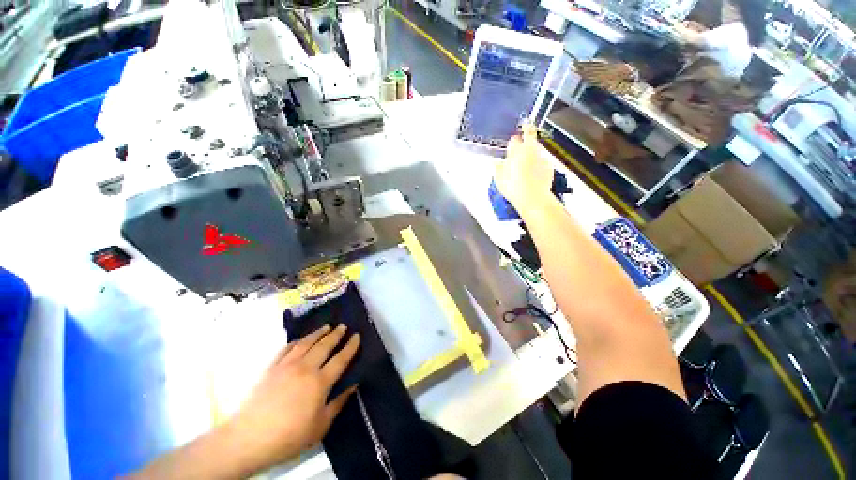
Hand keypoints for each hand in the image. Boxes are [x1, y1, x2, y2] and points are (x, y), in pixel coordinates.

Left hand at [225, 324, 360, 469]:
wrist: (248, 438)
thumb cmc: (289, 436)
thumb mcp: (320, 426)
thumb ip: (338, 403)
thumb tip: (354, 385)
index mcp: (320, 382)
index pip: (341, 359)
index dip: (350, 346)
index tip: (357, 336)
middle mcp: (306, 368)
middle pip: (324, 345)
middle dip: (336, 334)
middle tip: (343, 326)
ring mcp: (287, 365)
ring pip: (307, 342)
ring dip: (318, 333)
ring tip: (326, 326)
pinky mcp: (271, 367)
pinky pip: (287, 348)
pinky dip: (297, 341)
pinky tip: (300, 340)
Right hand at [495, 124, 553, 213]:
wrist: (532, 197)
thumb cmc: (513, 186)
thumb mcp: (499, 179)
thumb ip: (498, 168)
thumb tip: (498, 162)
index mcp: (517, 151)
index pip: (515, 139)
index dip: (513, 140)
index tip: (513, 141)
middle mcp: (530, 150)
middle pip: (531, 135)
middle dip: (528, 131)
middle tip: (527, 127)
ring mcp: (542, 157)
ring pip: (536, 149)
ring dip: (532, 152)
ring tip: (526, 164)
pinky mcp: (549, 167)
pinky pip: (542, 162)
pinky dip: (538, 164)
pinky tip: (534, 174)